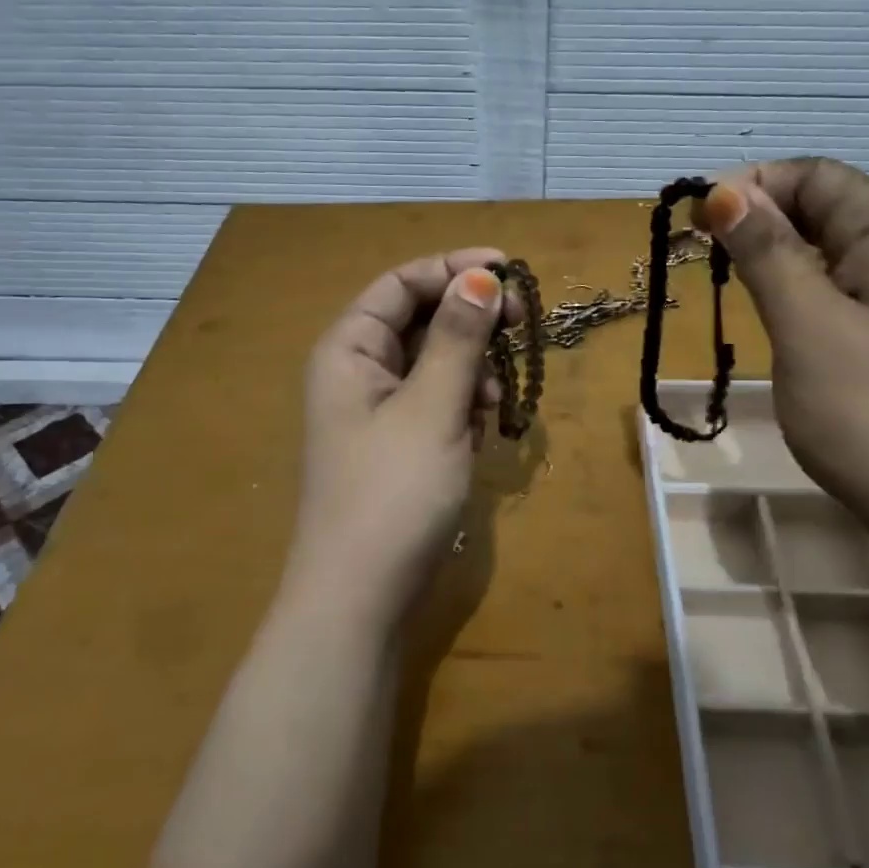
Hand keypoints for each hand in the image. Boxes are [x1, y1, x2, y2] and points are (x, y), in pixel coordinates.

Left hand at [283, 249, 517, 628]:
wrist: (361, 598)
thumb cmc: (393, 493)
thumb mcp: (432, 407)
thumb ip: (458, 337)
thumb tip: (482, 276)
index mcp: (349, 348)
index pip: (401, 283)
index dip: (454, 269)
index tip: (511, 271)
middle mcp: (358, 370)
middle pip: (421, 320)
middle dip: (470, 323)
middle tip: (519, 329)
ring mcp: (378, 410)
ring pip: (436, 362)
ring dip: (471, 370)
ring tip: (489, 403)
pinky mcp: (400, 445)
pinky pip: (437, 402)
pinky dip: (463, 406)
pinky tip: (479, 433)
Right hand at [698, 159, 868, 518]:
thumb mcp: (807, 323)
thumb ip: (766, 253)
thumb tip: (723, 191)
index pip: (816, 175)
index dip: (753, 183)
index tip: (695, 219)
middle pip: (823, 209)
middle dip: (759, 219)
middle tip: (702, 254)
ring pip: (826, 255)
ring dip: (773, 258)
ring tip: (729, 284)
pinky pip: (837, 295)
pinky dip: (796, 294)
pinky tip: (774, 321)